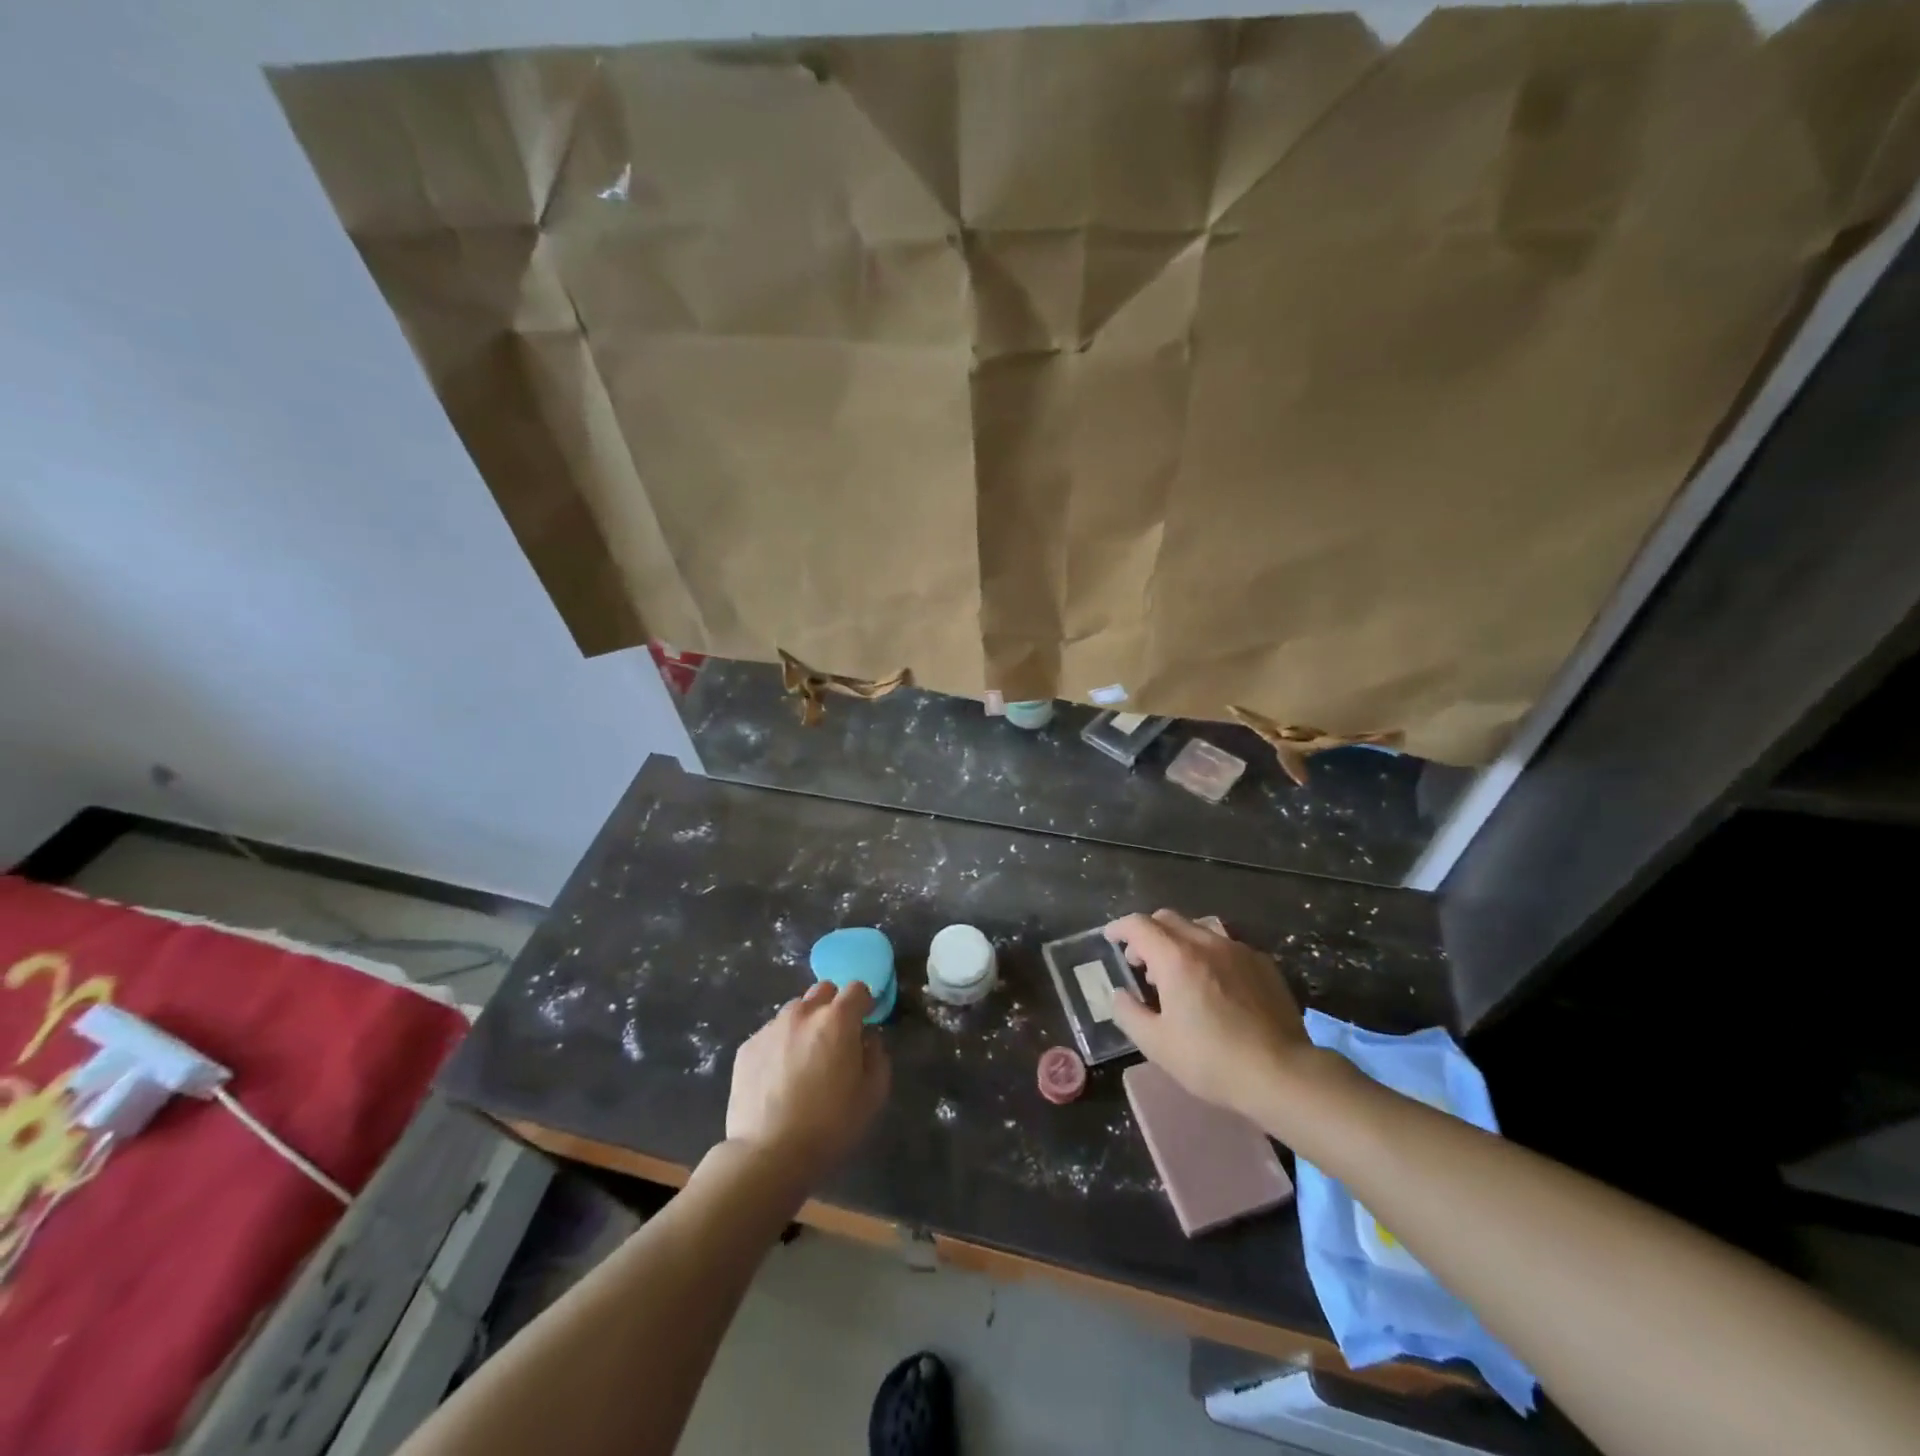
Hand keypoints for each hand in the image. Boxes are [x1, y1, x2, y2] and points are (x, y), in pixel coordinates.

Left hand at [725, 981, 890, 1185]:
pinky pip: (771, 1034)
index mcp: (837, 1020)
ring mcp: (771, 1028)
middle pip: (823, 991)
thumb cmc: (830, 1125)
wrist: (768, 1154)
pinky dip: (780, 1044)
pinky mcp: (747, 1048)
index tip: (865, 1021)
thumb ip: (877, 1055)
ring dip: (805, 1024)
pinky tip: (779, 1076)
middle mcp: (803, 1013)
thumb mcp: (873, 1095)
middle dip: (833, 1006)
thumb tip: (868, 1037)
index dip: (864, 1002)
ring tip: (804, 1058)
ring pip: (795, 1011)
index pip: (857, 988)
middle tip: (835, 1038)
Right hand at [1106, 909, 1313, 1125]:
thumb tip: (1119, 994)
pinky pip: (1226, 945)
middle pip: (1168, 919)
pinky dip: (1209, 954)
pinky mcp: (1263, 964)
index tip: (1110, 938)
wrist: (1282, 1074)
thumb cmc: (1212, 1060)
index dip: (1119, 928)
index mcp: (1176, 958)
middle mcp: (1206, 943)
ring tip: (1178, 972)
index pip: (1138, 925)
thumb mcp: (1156, 1045)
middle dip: (1147, 934)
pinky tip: (1214, 984)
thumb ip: (1128, 1013)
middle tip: (1141, 962)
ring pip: (1199, 928)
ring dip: (1179, 941)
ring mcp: (1238, 950)